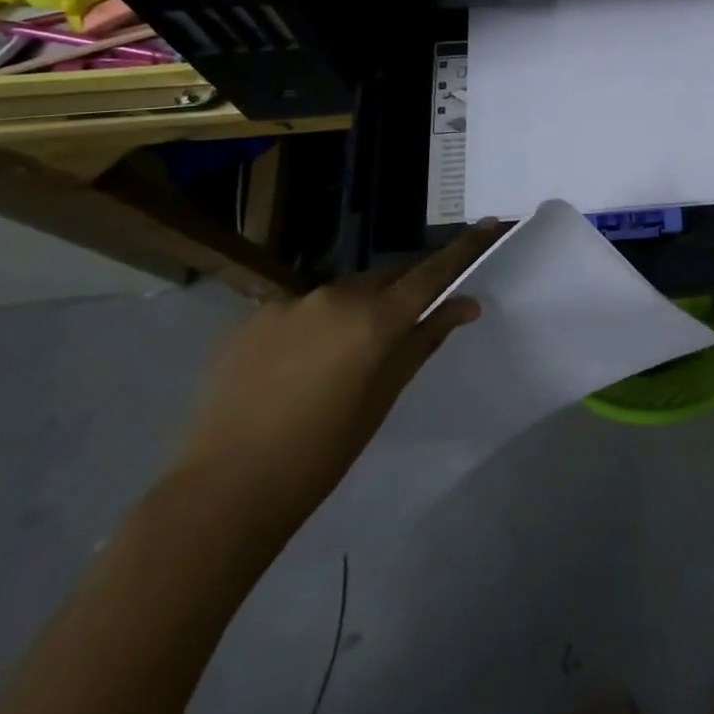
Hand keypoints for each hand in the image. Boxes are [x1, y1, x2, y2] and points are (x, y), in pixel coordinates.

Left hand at [165, 222, 500, 531]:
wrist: (223, 491)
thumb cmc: (319, 455)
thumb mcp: (382, 398)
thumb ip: (423, 341)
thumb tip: (465, 305)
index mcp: (374, 319)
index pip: (431, 272)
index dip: (464, 248)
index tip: (490, 222)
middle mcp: (335, 295)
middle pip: (385, 278)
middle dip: (399, 292)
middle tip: (401, 326)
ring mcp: (290, 301)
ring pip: (341, 292)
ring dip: (353, 311)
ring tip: (337, 361)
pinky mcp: (253, 314)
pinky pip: (300, 308)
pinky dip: (312, 325)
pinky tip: (294, 367)